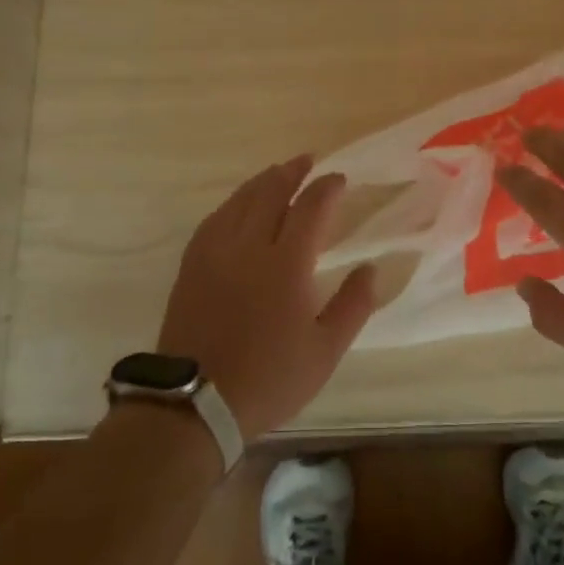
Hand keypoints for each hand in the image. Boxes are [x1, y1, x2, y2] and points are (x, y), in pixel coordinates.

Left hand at [155, 155, 376, 439]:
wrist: (195, 403)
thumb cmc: (269, 379)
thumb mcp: (325, 351)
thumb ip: (353, 305)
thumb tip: (371, 268)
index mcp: (286, 264)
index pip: (310, 207)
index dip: (327, 188)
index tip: (340, 179)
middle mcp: (249, 246)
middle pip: (271, 192)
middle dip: (293, 172)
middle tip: (308, 161)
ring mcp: (215, 253)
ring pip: (240, 200)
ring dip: (263, 181)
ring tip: (278, 173)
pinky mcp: (192, 265)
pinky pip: (215, 219)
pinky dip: (233, 203)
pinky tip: (238, 205)